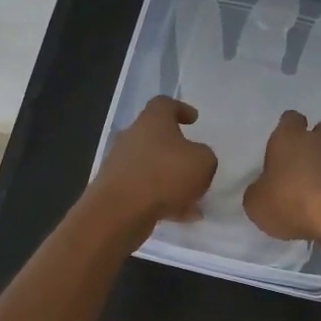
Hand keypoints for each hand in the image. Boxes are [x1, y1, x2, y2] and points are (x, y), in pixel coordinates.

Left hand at [93, 96, 217, 228]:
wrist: (119, 212)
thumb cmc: (165, 175)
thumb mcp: (203, 162)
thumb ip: (205, 157)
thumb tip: (197, 160)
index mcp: (152, 121)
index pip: (164, 104)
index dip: (181, 109)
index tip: (194, 120)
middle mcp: (132, 137)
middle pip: (156, 136)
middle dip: (176, 149)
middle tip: (194, 161)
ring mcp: (121, 164)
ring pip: (152, 166)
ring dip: (172, 179)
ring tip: (194, 197)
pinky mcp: (116, 190)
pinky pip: (145, 190)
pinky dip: (163, 200)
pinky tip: (183, 216)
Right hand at [243, 110, 320, 241]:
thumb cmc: (290, 201)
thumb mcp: (257, 204)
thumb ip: (258, 192)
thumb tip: (262, 189)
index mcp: (288, 138)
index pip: (290, 119)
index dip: (287, 127)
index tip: (283, 141)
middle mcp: (318, 141)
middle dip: (318, 137)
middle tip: (307, 155)